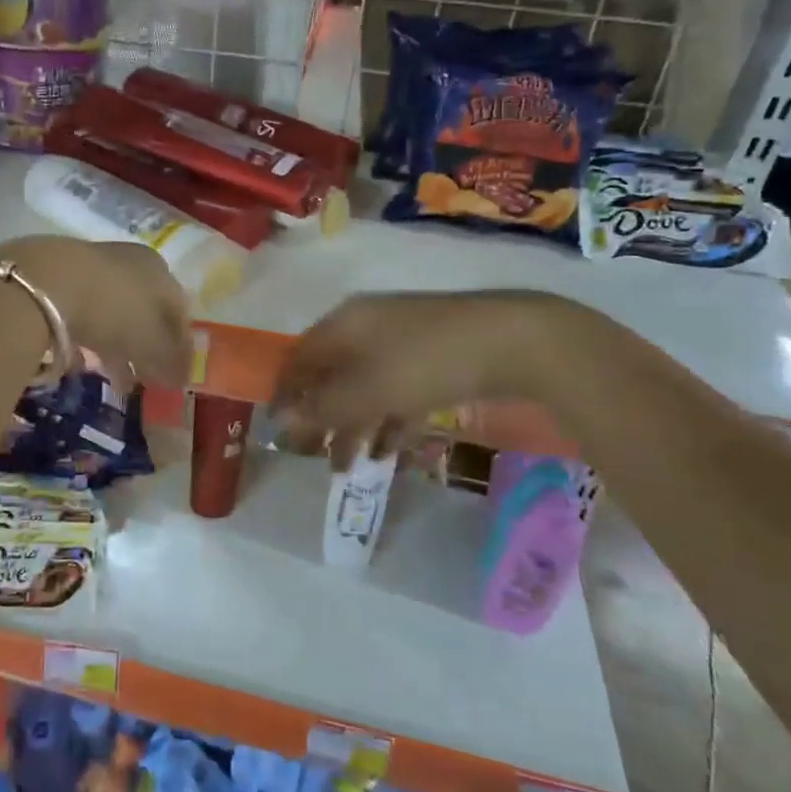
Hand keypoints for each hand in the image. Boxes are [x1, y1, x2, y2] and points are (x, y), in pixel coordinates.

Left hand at [0, 236, 193, 388]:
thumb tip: (182, 379)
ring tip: (112, 379)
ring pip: (112, 312)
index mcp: (160, 271)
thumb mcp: (151, 343)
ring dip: (116, 347)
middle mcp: (130, 262)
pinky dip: (86, 338)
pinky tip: (79, 361)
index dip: (180, 347)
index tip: (175, 376)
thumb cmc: (113, 310)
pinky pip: (81, 313)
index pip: (179, 312)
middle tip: (143, 379)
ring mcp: (92, 266)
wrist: (45, 281)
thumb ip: (170, 362)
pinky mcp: (58, 276)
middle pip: (145, 312)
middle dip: (146, 348)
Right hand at [273, 291, 589, 466]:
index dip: (286, 393)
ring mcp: (402, 342)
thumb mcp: (367, 389)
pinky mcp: (433, 359)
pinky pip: (398, 392)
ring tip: (350, 466)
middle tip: (315, 456)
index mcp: (343, 325)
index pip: (300, 358)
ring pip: (365, 388)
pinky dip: (389, 421)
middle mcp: (367, 328)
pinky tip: (391, 452)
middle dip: (322, 418)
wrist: (511, 341)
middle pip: (332, 376)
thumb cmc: (424, 362)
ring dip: (355, 426)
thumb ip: (322, 407)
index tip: (279, 430)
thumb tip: (281, 419)